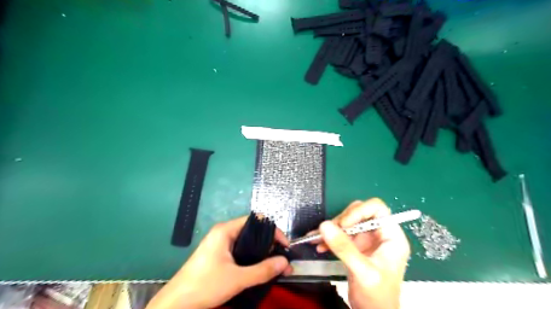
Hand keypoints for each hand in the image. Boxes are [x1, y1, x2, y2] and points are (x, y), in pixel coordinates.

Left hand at [146, 217, 291, 308]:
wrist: (175, 305)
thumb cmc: (204, 286)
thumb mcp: (237, 279)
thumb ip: (263, 270)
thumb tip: (285, 262)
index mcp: (225, 230)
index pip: (256, 221)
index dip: (273, 231)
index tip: (285, 246)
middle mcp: (223, 233)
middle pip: (253, 231)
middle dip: (270, 243)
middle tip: (282, 258)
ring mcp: (219, 244)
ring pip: (247, 242)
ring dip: (262, 252)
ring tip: (275, 265)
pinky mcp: (218, 255)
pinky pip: (240, 251)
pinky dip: (252, 257)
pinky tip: (260, 268)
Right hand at [314, 199, 407, 308]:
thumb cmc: (377, 296)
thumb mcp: (363, 271)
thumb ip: (344, 248)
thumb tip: (324, 225)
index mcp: (391, 237)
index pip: (377, 209)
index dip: (359, 212)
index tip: (343, 224)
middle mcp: (379, 234)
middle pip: (359, 212)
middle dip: (342, 220)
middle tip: (328, 232)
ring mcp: (366, 239)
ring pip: (347, 221)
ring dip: (332, 229)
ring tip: (318, 239)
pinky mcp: (355, 246)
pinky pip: (340, 234)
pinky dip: (329, 237)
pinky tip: (319, 245)